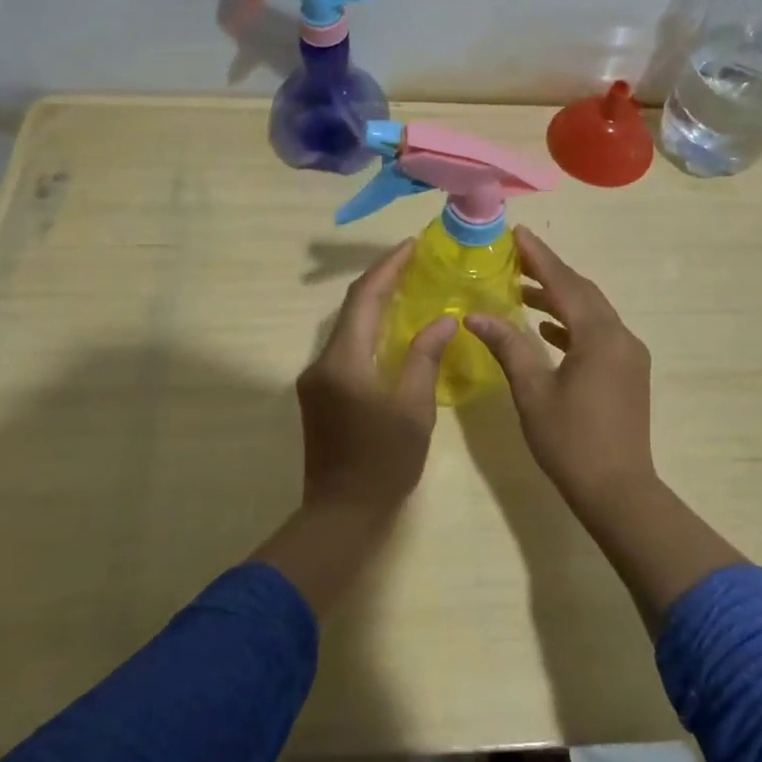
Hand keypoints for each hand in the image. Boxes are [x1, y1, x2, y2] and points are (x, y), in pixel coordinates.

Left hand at [296, 240, 456, 519]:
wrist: (340, 515)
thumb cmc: (384, 464)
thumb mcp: (414, 410)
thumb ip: (425, 358)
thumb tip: (445, 320)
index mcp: (343, 361)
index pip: (364, 298)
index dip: (388, 267)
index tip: (412, 245)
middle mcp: (322, 362)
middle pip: (352, 307)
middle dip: (382, 279)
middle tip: (416, 261)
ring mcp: (316, 378)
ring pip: (347, 327)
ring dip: (375, 303)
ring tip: (410, 286)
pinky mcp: (319, 394)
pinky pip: (346, 347)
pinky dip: (370, 330)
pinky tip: (394, 330)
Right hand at [469, 227, 742, 632]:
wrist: (619, 491)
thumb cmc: (570, 441)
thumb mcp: (533, 392)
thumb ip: (507, 346)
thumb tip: (476, 315)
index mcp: (599, 336)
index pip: (565, 283)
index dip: (539, 256)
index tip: (518, 233)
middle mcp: (621, 336)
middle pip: (583, 292)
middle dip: (550, 273)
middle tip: (516, 257)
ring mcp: (629, 355)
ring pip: (592, 313)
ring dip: (560, 299)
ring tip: (523, 291)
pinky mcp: (629, 373)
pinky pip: (599, 334)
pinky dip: (573, 325)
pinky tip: (548, 330)